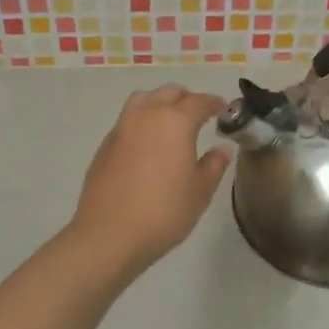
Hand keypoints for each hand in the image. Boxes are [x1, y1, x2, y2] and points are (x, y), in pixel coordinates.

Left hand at [68, 86, 231, 277]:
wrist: (110, 235)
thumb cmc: (164, 212)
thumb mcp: (200, 191)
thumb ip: (214, 164)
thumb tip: (222, 148)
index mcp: (175, 122)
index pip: (199, 102)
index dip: (215, 103)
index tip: (224, 110)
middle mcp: (146, 116)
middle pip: (168, 93)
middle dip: (187, 99)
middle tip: (199, 115)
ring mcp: (121, 129)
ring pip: (143, 100)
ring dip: (160, 104)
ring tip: (170, 123)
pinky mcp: (105, 146)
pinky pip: (127, 121)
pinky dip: (142, 123)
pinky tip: (148, 146)